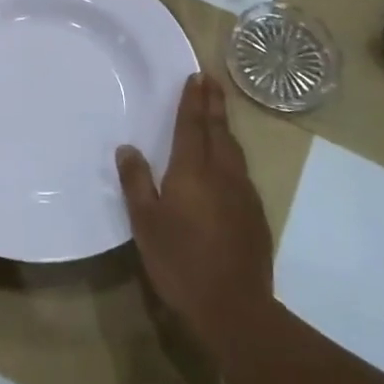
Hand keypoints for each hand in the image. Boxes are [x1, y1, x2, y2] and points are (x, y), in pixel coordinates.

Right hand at [117, 73, 272, 352]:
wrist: (235, 307)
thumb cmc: (181, 262)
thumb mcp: (146, 223)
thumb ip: (136, 182)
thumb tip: (128, 148)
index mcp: (192, 170)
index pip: (192, 125)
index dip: (193, 100)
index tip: (196, 76)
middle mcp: (222, 173)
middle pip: (218, 130)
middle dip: (213, 103)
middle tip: (211, 80)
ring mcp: (243, 193)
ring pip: (234, 149)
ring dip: (225, 126)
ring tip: (218, 113)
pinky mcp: (255, 214)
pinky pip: (241, 171)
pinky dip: (232, 153)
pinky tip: (228, 163)